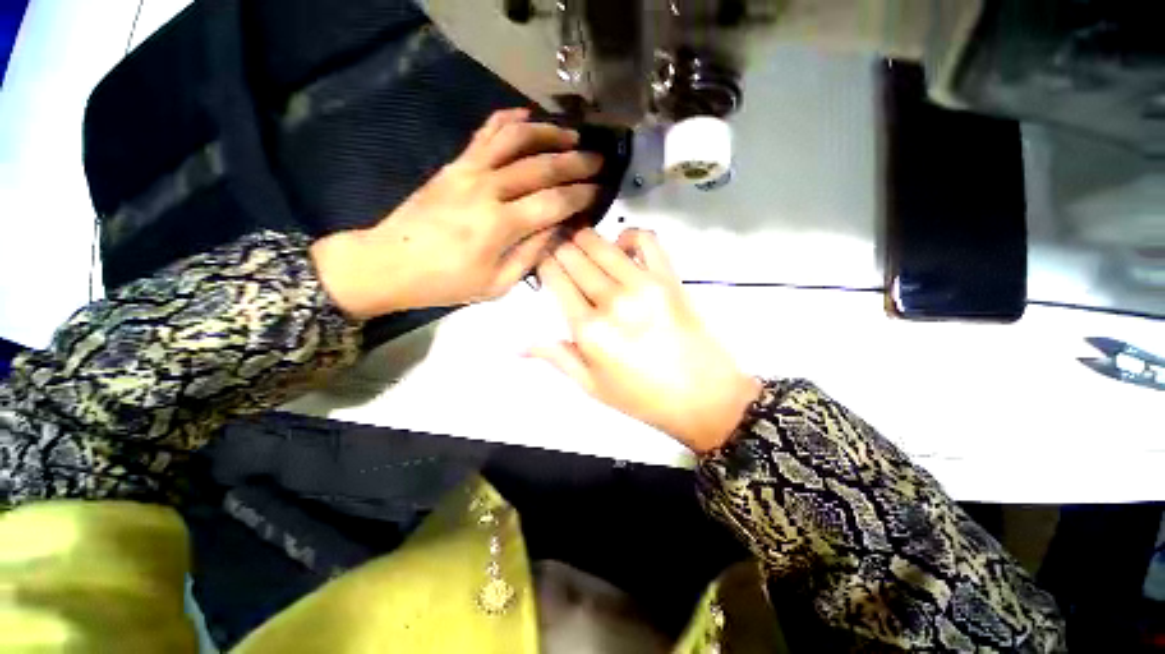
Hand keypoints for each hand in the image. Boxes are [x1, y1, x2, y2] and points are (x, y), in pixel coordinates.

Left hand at [311, 108, 601, 318]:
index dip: (581, 196)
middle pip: (542, 166)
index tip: (599, 191)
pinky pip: (485, 133)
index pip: (554, 202)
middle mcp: (488, 189)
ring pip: (516, 139)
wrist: (390, 263)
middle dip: (576, 162)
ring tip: (572, 136)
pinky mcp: (455, 164)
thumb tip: (558, 230)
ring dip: (549, 133)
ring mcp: (469, 170)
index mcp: (501, 225)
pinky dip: (509, 119)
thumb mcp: (497, 284)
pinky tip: (528, 116)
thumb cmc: (447, 282)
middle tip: (599, 160)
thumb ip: (531, 254)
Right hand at [532, 228, 761, 452]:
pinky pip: (646, 239)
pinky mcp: (669, 277)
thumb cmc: (643, 397)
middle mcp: (610, 301)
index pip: (555, 278)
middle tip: (560, 253)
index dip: (544, 263)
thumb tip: (518, 345)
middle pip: (574, 256)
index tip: (544, 263)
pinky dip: (629, 235)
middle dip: (560, 249)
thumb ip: (556, 358)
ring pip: (601, 243)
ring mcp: (642, 285)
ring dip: (586, 239)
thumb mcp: (592, 386)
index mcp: (588, 330)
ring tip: (582, 245)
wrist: (702, 397)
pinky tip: (622, 247)